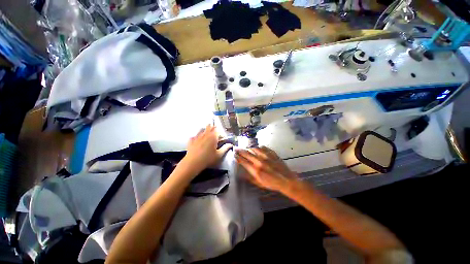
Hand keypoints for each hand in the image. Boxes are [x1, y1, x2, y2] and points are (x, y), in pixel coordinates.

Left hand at [181, 125, 232, 175]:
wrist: (193, 162)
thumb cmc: (208, 158)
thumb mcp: (219, 155)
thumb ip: (225, 148)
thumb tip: (231, 144)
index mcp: (213, 137)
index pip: (218, 130)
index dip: (220, 134)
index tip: (221, 139)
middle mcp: (205, 134)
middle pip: (209, 127)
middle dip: (212, 128)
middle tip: (214, 134)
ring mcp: (197, 136)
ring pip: (202, 129)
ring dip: (205, 130)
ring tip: (206, 135)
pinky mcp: (191, 140)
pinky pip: (194, 136)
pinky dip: (196, 137)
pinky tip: (197, 140)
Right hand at [235, 146, 297, 191]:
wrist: (287, 180)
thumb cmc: (272, 183)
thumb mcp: (259, 183)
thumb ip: (249, 177)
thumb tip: (241, 173)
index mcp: (256, 170)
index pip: (243, 161)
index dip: (238, 157)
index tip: (234, 155)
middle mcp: (260, 161)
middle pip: (247, 153)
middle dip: (240, 151)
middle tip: (236, 149)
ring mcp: (266, 156)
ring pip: (254, 149)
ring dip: (249, 149)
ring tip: (247, 149)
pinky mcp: (272, 153)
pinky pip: (263, 147)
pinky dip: (259, 148)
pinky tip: (258, 149)